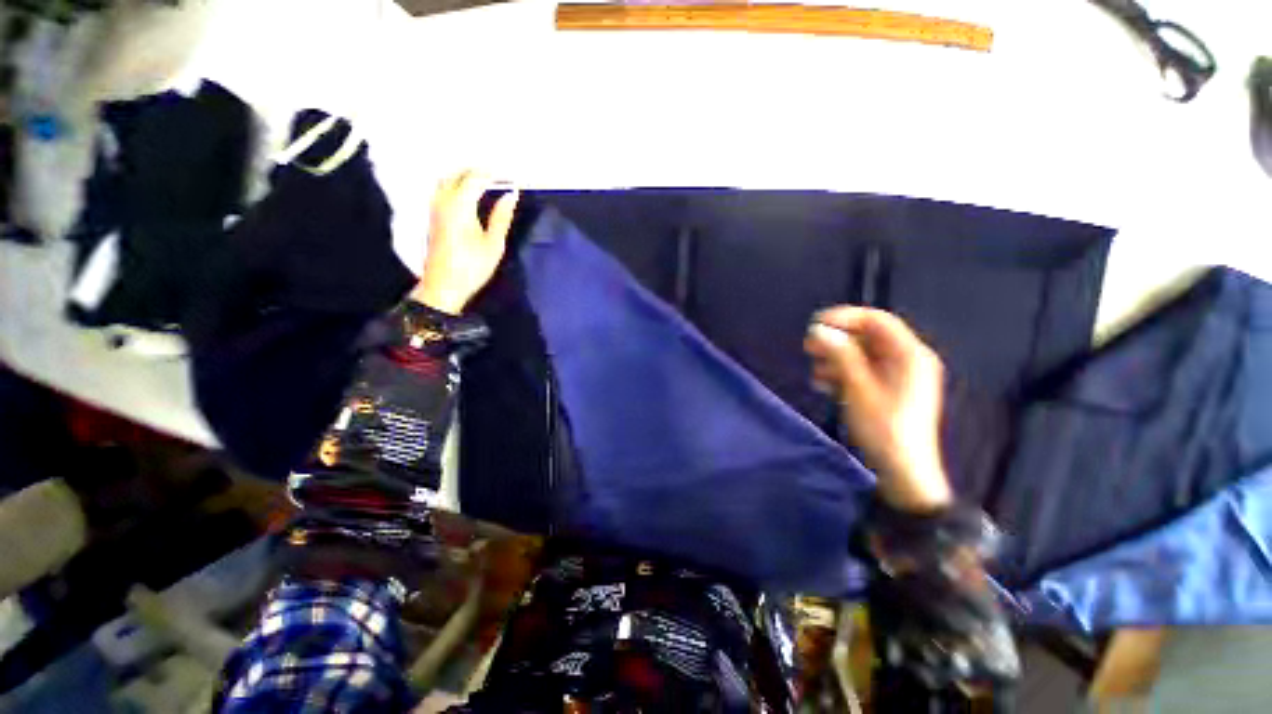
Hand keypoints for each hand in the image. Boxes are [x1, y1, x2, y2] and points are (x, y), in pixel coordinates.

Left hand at [411, 171, 519, 314]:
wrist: (444, 286)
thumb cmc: (472, 267)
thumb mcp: (494, 244)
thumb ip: (502, 216)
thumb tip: (511, 194)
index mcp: (460, 205)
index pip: (476, 177)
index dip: (494, 174)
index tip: (511, 176)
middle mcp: (443, 200)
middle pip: (459, 174)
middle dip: (479, 171)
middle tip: (500, 176)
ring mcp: (435, 207)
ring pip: (448, 179)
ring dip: (466, 176)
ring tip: (486, 182)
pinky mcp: (432, 215)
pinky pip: (443, 189)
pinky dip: (457, 185)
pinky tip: (470, 194)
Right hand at [804, 307, 951, 511]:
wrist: (902, 473)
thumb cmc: (883, 428)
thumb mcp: (858, 388)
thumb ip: (840, 355)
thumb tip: (819, 331)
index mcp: (909, 355)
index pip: (876, 320)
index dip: (844, 317)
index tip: (814, 325)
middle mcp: (906, 360)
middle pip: (867, 337)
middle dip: (836, 341)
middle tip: (808, 349)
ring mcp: (897, 377)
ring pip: (861, 355)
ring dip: (835, 359)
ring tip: (816, 373)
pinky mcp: (887, 391)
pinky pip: (862, 371)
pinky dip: (842, 374)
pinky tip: (825, 385)